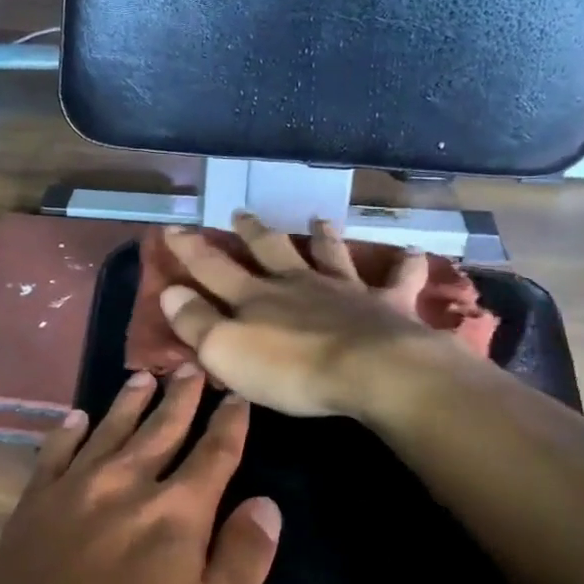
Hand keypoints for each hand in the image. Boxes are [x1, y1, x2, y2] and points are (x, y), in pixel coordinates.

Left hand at [0, 368, 280, 583]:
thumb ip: (243, 560)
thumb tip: (265, 504)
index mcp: (176, 514)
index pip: (214, 455)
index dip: (229, 424)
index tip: (237, 396)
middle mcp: (126, 487)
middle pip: (161, 430)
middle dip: (181, 399)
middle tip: (192, 367)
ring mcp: (73, 493)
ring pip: (110, 432)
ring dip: (130, 403)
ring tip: (144, 378)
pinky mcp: (31, 509)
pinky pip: (53, 455)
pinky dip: (66, 432)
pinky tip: (75, 418)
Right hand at [159, 213, 447, 418]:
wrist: (372, 372)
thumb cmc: (291, 370)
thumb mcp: (226, 352)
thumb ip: (196, 322)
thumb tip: (169, 290)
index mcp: (257, 297)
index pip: (213, 268)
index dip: (190, 250)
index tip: (172, 228)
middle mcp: (298, 284)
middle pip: (270, 251)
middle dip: (252, 232)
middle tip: (241, 212)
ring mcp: (346, 290)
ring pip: (331, 255)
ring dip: (324, 237)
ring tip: (319, 218)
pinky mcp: (387, 305)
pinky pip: (398, 280)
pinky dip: (406, 265)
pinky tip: (414, 252)